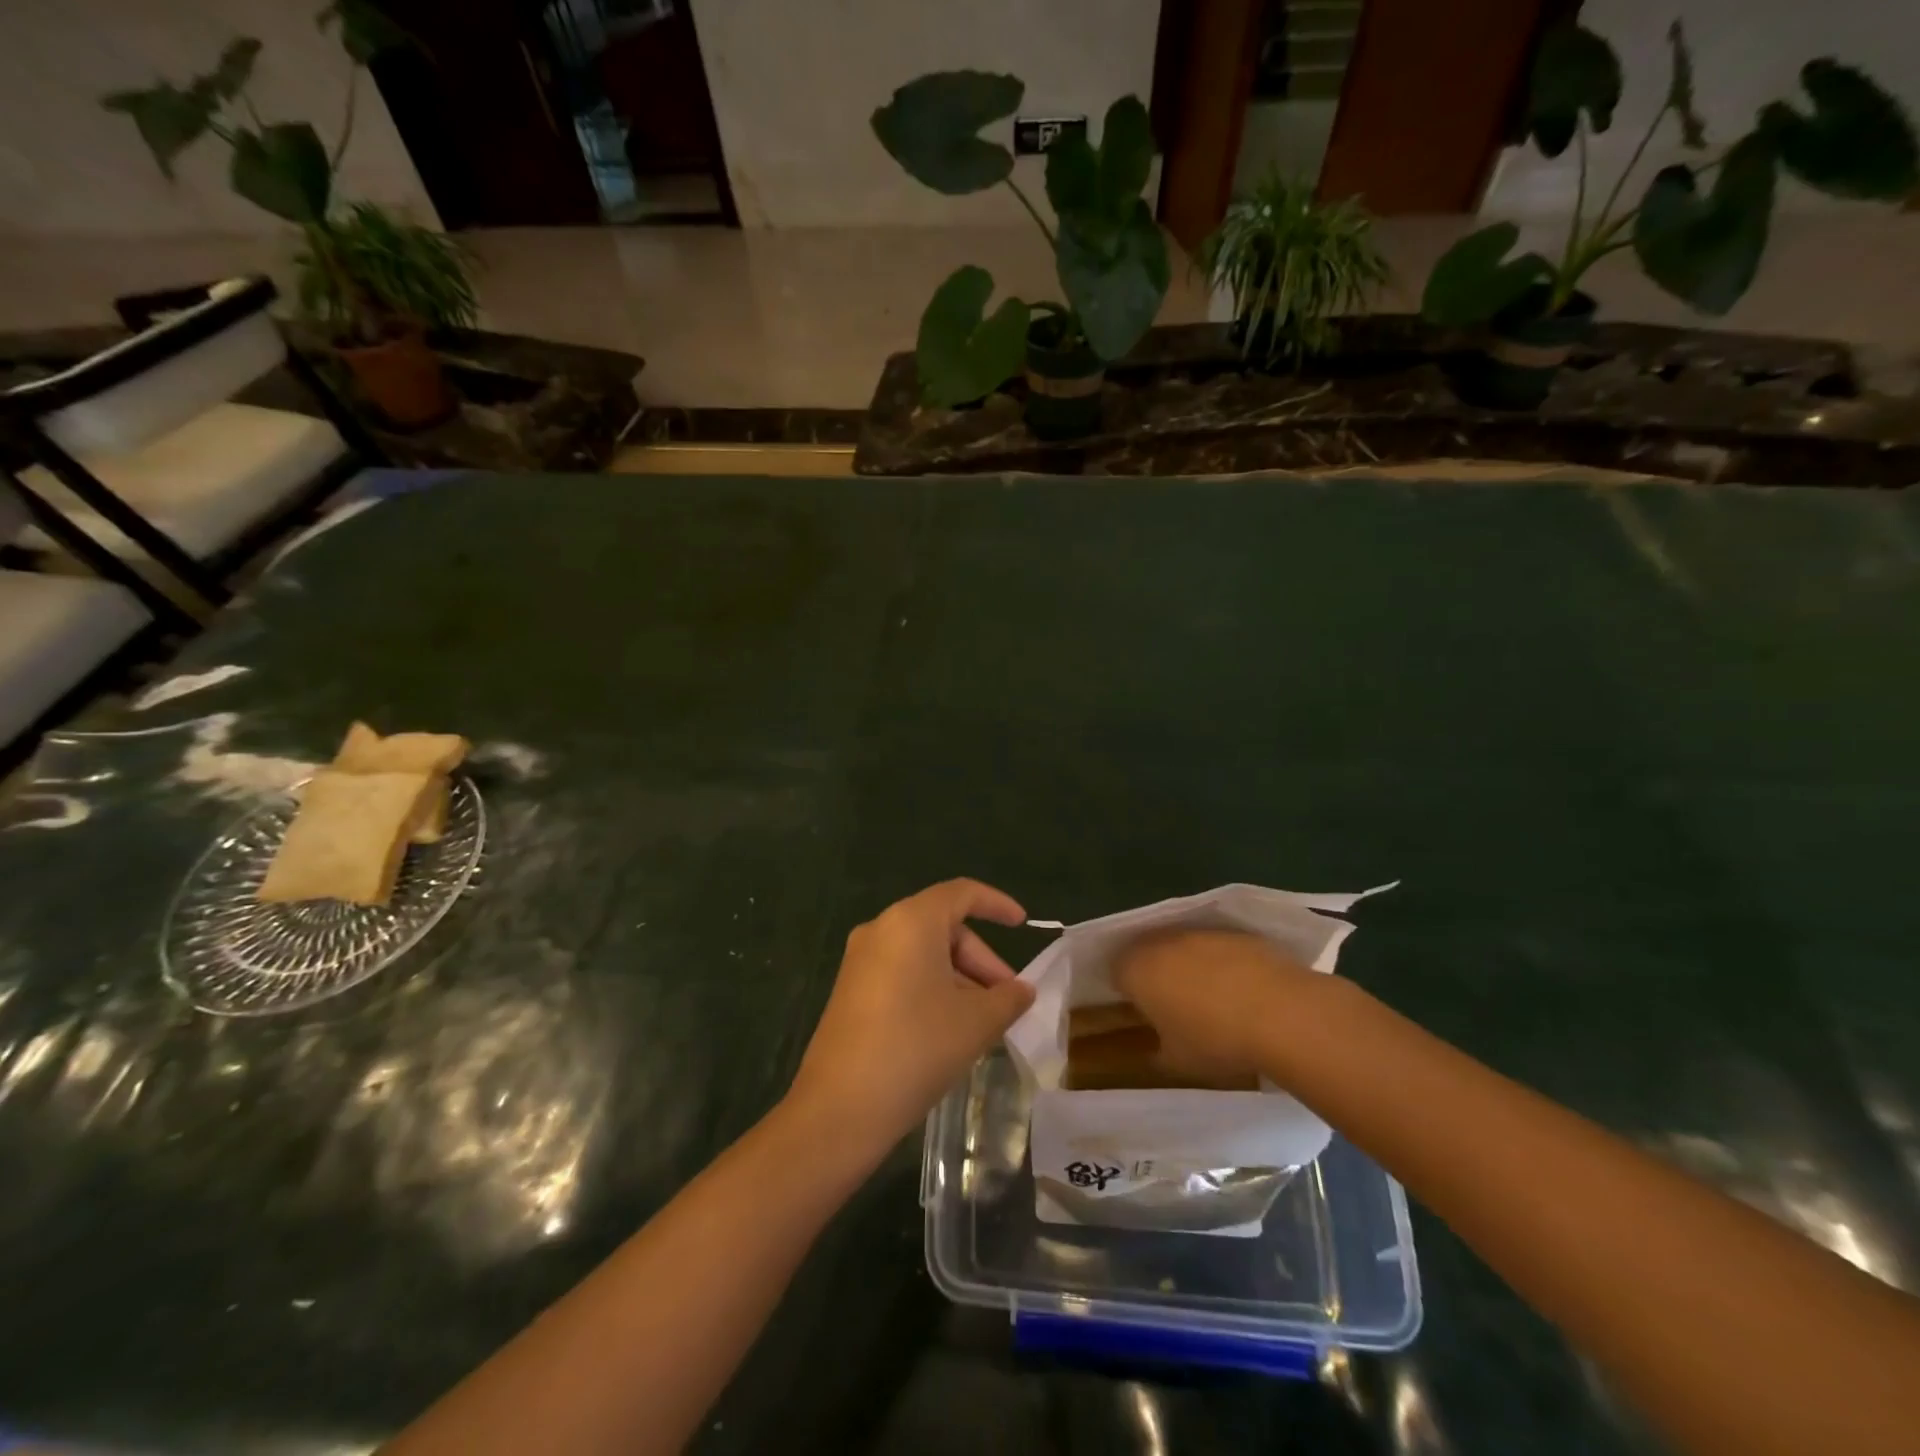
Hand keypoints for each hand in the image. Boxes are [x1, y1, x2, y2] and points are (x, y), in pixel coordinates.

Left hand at [787, 879, 1034, 1158]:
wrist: (839, 1109)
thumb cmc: (916, 1048)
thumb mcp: (976, 1022)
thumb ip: (1008, 998)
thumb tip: (1022, 990)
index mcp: (911, 921)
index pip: (962, 894)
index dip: (997, 904)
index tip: (1022, 924)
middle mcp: (881, 929)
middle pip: (943, 927)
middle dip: (981, 960)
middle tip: (1007, 1000)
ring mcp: (860, 960)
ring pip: (923, 954)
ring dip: (959, 979)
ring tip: (983, 1023)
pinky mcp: (850, 990)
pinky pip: (902, 973)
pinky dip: (932, 989)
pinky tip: (948, 1030)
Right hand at [1111, 928, 1319, 1077]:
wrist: (1282, 1014)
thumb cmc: (1216, 1040)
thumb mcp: (1176, 1062)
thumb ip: (1156, 1051)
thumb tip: (1155, 1049)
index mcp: (1136, 969)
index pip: (1116, 971)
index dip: (1126, 991)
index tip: (1141, 1013)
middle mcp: (1162, 941)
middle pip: (1146, 951)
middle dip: (1153, 973)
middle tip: (1170, 1005)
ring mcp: (1200, 932)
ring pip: (1182, 946)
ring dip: (1187, 965)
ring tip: (1209, 998)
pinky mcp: (1235, 932)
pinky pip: (1215, 946)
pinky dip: (1220, 962)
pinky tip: (1239, 990)